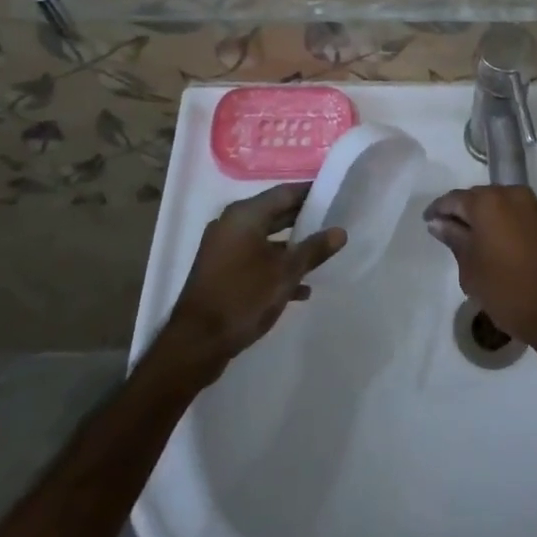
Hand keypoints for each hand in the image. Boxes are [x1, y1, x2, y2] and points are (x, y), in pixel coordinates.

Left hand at [162, 184, 345, 377]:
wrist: (196, 343)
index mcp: (245, 215)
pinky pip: (254, 259)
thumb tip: (340, 231)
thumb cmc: (243, 297)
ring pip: (265, 239)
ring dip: (291, 248)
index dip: (312, 193)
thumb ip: (314, 250)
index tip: (336, 196)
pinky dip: (274, 267)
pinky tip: (299, 289)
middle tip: (333, 223)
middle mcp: (231, 224)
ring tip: (321, 256)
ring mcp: (223, 249)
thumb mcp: (286, 273)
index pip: (285, 193)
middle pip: (274, 214)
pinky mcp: (220, 272)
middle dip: (304, 220)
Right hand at [423, 186, 536, 351]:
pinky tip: (494, 246)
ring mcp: (533, 206)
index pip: (454, 199)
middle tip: (447, 233)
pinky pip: (515, 215)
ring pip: (498, 206)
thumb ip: (454, 238)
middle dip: (462, 213)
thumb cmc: (508, 290)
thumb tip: (438, 223)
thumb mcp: (471, 268)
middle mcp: (512, 194)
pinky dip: (502, 225)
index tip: (427, 223)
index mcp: (488, 201)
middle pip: (478, 198)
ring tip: (470, 243)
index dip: (438, 210)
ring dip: (483, 219)